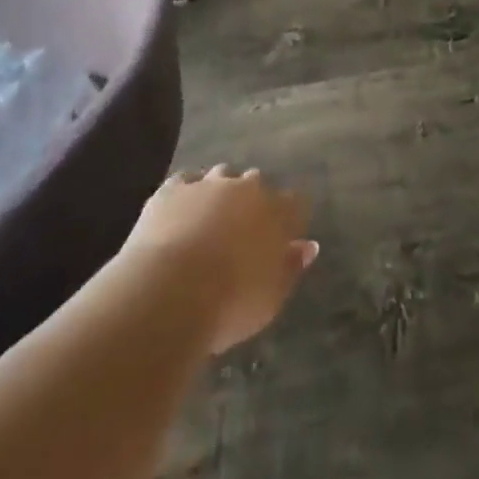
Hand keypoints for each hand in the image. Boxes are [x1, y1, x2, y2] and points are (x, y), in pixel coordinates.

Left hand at [121, 166, 318, 353]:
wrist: (170, 294)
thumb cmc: (230, 303)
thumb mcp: (271, 297)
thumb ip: (291, 267)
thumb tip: (309, 246)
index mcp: (277, 212)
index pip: (294, 203)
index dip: (289, 217)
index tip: (283, 235)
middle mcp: (246, 189)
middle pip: (256, 182)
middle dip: (252, 200)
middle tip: (241, 229)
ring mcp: (208, 185)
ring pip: (222, 175)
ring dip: (220, 190)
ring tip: (210, 217)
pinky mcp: (173, 190)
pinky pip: (185, 181)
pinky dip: (186, 192)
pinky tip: (180, 211)